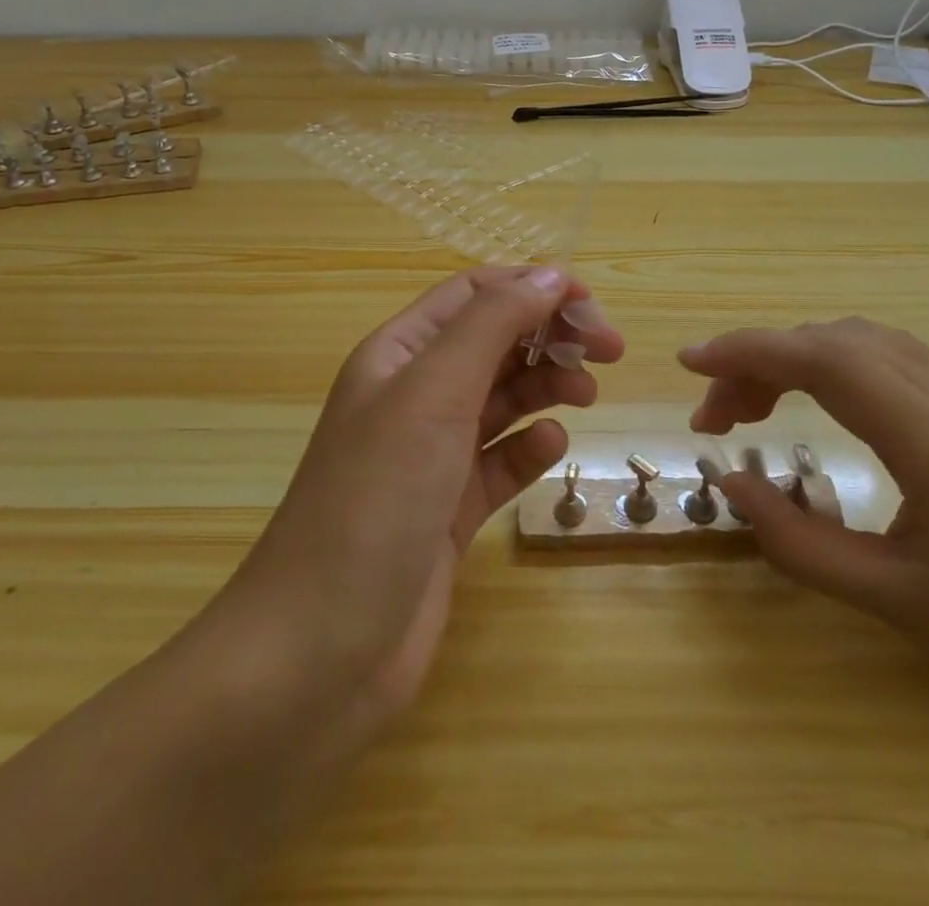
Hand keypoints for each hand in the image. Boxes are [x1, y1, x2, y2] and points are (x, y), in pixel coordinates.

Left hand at [212, 267, 623, 743]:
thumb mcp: (433, 393)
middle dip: (549, 336)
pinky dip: (528, 446)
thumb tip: (547, 274)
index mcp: (398, 355)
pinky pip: (499, 460)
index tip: (591, 307)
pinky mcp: (448, 511)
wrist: (319, 653)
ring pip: (501, 399)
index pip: (474, 295)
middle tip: (609, 352)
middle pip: (493, 342)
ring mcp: (430, 456)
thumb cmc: (376, 499)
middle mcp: (413, 397)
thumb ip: (491, 325)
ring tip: (587, 396)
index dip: (532, 288)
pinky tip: (549, 446)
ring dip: (545, 386)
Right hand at [682, 318, 928, 740]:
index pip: (824, 359)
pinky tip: (818, 405)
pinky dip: (831, 364)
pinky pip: (888, 357)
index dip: (747, 349)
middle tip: (716, 417)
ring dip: (795, 358)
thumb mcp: (903, 605)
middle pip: (833, 341)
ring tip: (755, 408)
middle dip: (758, 360)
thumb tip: (733, 486)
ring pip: (861, 341)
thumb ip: (802, 544)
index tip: (689, 363)